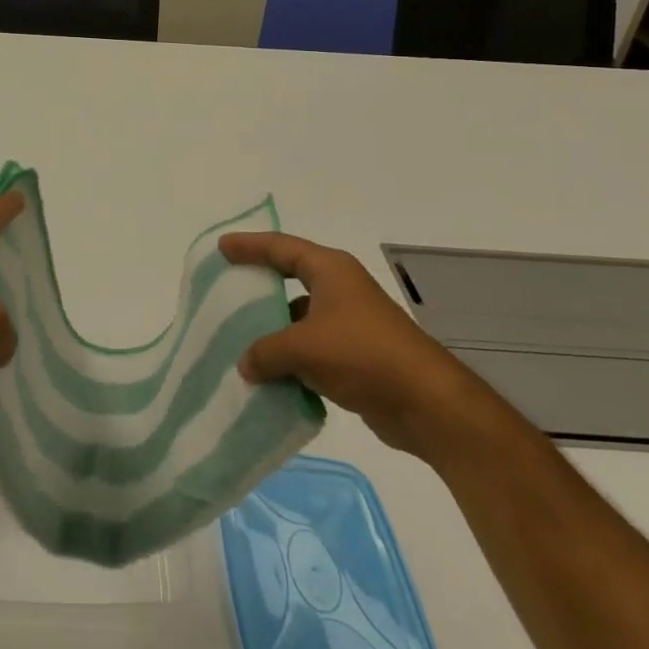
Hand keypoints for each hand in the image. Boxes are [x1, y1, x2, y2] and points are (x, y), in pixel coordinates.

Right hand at [220, 232, 490, 457]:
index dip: (250, 246)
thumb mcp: (302, 347)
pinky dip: (290, 360)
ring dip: (273, 331)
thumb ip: (265, 351)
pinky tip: (267, 376)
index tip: (222, 248)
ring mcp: (350, 324)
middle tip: (227, 289)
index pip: (282, 248)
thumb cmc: (362, 354)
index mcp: (330, 271)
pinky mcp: (356, 357)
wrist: (426, 403)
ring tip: (237, 339)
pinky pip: (311, 351)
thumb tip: (246, 364)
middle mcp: (340, 290)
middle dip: (260, 286)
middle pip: (291, 279)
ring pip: (300, 320)